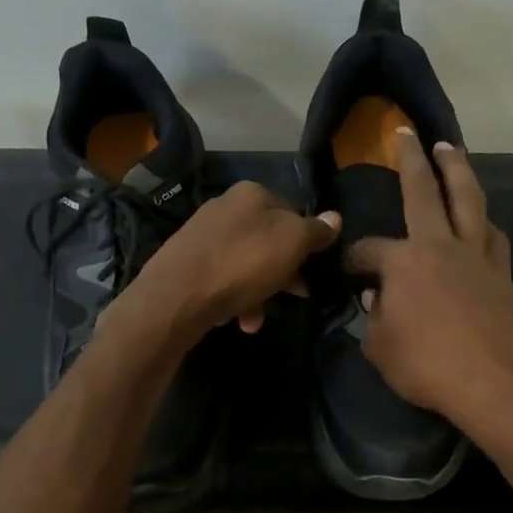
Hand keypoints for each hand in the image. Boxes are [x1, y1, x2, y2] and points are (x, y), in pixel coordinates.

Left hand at [118, 181, 339, 345]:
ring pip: (246, 263)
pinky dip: (234, 297)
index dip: (308, 242)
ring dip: (259, 292)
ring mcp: (202, 234)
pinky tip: (235, 318)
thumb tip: (335, 218)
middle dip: (283, 272)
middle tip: (295, 297)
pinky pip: (222, 278)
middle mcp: (225, 206)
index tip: (314, 270)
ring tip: (256, 319)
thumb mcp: (292, 243)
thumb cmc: (242, 263)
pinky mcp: (186, 262)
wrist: (176, 296)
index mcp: (252, 193)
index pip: (293, 211)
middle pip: (269, 240)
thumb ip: (315, 230)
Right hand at [347, 130, 512, 433]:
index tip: (349, 274)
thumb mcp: (381, 348)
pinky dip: (482, 219)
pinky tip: (480, 219)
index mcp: (405, 261)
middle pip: (425, 191)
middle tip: (406, 132)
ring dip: (458, 171)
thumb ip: (373, 318)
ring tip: (451, 151)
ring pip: (469, 199)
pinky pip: (491, 234)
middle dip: (412, 158)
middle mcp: (441, 245)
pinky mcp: (503, 273)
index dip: (354, 259)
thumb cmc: (429, 366)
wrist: (498, 383)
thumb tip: (377, 298)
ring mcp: (478, 255)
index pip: (368, 250)